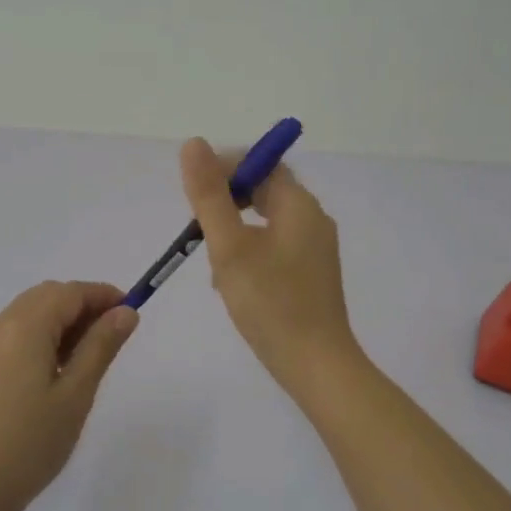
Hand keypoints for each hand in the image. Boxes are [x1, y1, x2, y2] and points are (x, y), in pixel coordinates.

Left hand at [0, 280, 138, 510]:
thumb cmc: (30, 443)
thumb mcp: (76, 394)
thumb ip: (101, 346)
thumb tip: (125, 312)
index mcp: (24, 326)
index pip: (70, 292)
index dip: (103, 295)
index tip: (132, 311)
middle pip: (48, 296)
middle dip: (83, 305)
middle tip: (113, 335)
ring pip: (30, 312)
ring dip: (62, 320)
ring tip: (88, 355)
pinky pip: (14, 332)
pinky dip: (41, 335)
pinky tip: (56, 368)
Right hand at [180, 138, 359, 394]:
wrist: (316, 366)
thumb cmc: (271, 303)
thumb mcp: (230, 247)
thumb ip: (210, 196)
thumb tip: (194, 144)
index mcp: (299, 205)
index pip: (261, 164)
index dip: (226, 169)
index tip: (194, 194)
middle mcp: (312, 219)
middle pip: (265, 191)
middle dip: (226, 203)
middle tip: (198, 230)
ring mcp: (314, 248)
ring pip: (266, 220)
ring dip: (234, 230)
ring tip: (213, 261)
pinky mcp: (310, 273)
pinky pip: (274, 245)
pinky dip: (248, 251)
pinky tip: (232, 281)